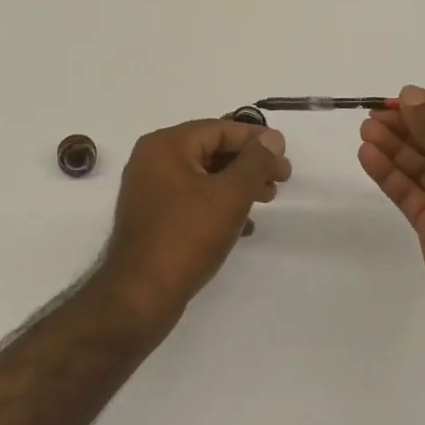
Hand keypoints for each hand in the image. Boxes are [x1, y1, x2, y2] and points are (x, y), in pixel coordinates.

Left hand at [96, 118, 291, 326]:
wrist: (140, 296)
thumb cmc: (186, 237)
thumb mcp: (229, 195)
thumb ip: (255, 162)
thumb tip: (273, 138)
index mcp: (165, 145)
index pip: (219, 129)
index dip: (255, 139)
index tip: (285, 154)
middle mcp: (153, 160)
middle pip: (211, 150)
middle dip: (249, 163)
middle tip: (281, 179)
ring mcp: (150, 190)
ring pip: (203, 176)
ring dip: (237, 184)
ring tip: (267, 199)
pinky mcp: (153, 218)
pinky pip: (193, 199)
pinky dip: (219, 204)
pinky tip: (245, 225)